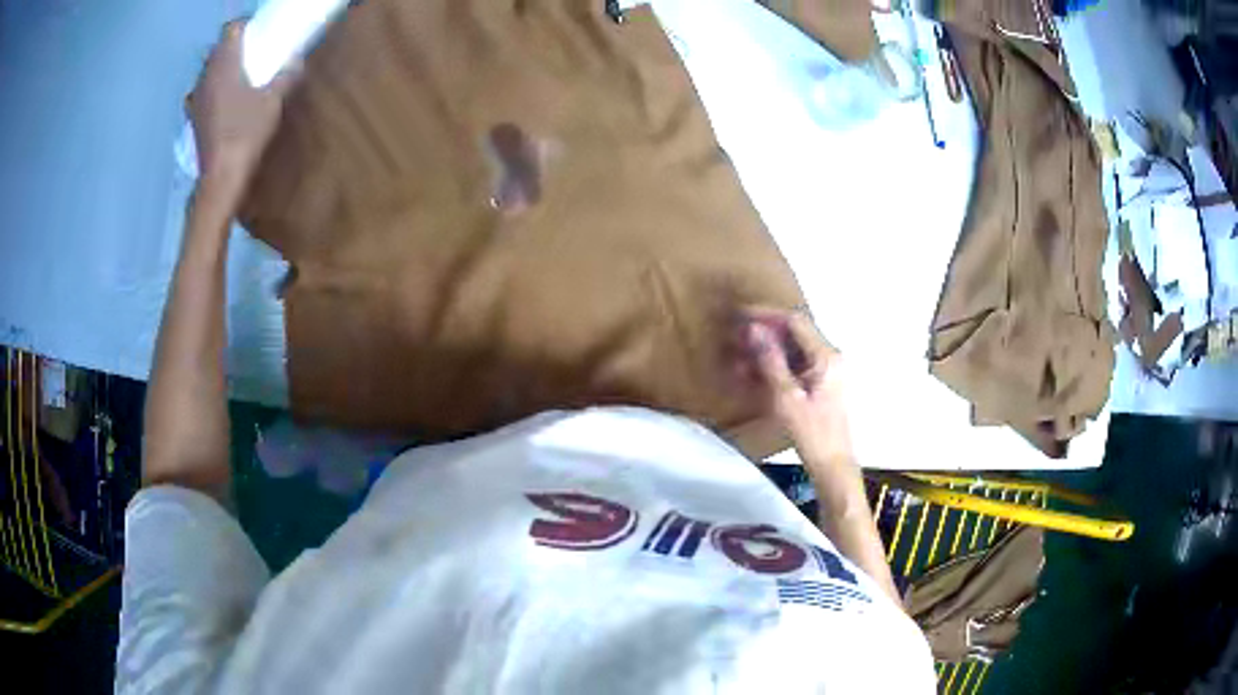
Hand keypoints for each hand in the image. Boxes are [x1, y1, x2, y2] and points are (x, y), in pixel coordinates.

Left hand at [189, 20, 299, 192]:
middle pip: (217, 50)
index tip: (258, 33)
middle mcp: (205, 77)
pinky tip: (223, 103)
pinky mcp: (193, 119)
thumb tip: (296, 61)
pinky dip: (211, 92)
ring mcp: (195, 99)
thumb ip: (286, 76)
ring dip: (221, 70)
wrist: (221, 177)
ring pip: (207, 72)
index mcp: (224, 65)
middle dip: (233, 48)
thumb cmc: (246, 133)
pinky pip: (201, 94)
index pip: (230, 29)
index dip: (244, 26)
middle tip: (252, 55)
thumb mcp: (273, 102)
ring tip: (238, 79)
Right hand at [733, 307, 853, 468]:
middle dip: (764, 333)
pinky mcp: (822, 382)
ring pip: (793, 349)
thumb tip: (755, 330)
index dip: (766, 315)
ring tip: (739, 359)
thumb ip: (771, 361)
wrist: (833, 464)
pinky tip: (754, 375)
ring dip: (767, 351)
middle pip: (795, 333)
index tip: (740, 315)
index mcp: (826, 356)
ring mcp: (828, 369)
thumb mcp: (787, 398)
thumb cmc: (812, 434)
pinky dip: (776, 365)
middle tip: (736, 338)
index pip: (795, 321)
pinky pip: (797, 364)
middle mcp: (830, 356)